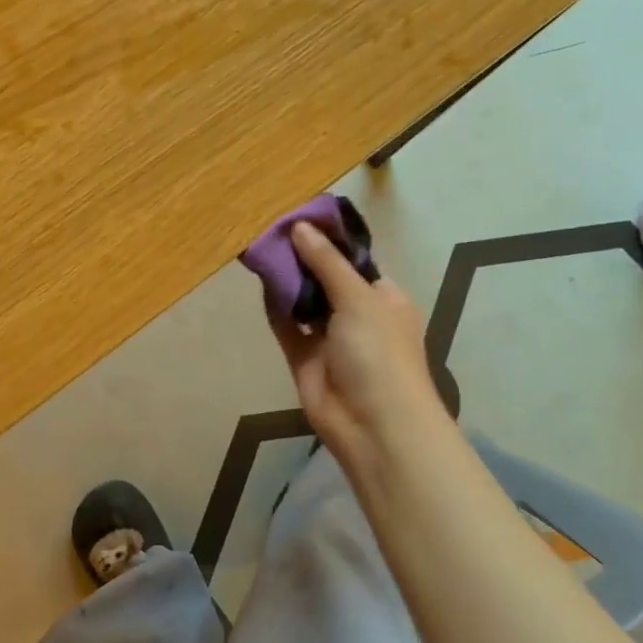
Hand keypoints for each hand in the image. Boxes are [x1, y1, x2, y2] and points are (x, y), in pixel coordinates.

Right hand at [267, 222, 451, 484]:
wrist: (373, 425)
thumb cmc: (379, 353)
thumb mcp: (358, 299)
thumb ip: (326, 263)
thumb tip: (299, 227)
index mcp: (382, 297)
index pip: (354, 261)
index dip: (329, 240)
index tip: (299, 217)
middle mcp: (357, 314)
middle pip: (325, 278)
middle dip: (302, 257)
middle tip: (271, 230)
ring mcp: (329, 337)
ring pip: (304, 300)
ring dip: (287, 280)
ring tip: (260, 248)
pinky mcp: (304, 357)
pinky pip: (286, 325)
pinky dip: (274, 306)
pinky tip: (259, 281)